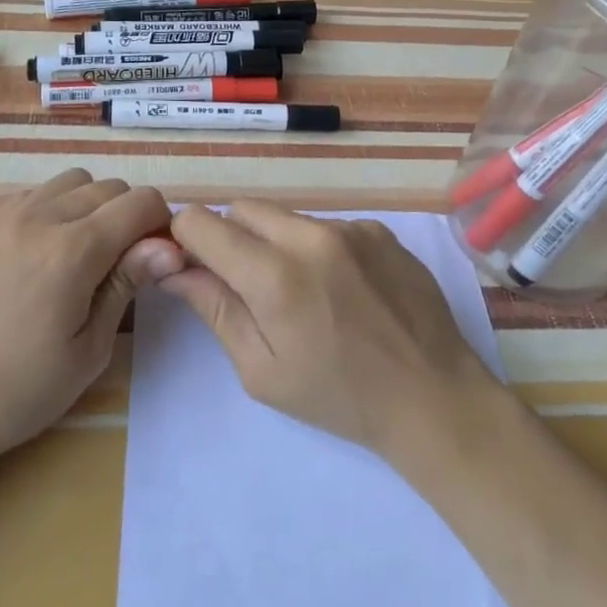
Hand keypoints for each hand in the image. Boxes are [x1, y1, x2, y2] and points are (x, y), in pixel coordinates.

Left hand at [0, 170, 183, 480]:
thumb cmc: (20, 391)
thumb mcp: (89, 349)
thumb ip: (127, 284)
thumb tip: (170, 246)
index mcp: (73, 250)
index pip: (141, 202)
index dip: (161, 226)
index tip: (159, 262)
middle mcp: (42, 218)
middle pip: (111, 187)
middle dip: (132, 216)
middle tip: (129, 266)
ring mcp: (10, 217)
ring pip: (76, 181)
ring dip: (96, 206)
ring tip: (91, 256)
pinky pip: (41, 193)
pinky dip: (62, 207)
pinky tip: (56, 251)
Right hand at [161, 201, 501, 464]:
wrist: (433, 397)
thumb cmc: (339, 396)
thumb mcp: (261, 370)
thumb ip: (215, 309)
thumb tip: (173, 269)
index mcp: (274, 276)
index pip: (201, 223)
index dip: (185, 241)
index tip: (193, 268)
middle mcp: (311, 236)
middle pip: (242, 209)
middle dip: (229, 238)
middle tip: (245, 286)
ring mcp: (352, 228)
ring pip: (285, 217)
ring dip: (274, 243)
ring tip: (300, 292)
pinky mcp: (380, 231)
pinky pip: (327, 226)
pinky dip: (316, 248)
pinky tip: (340, 289)